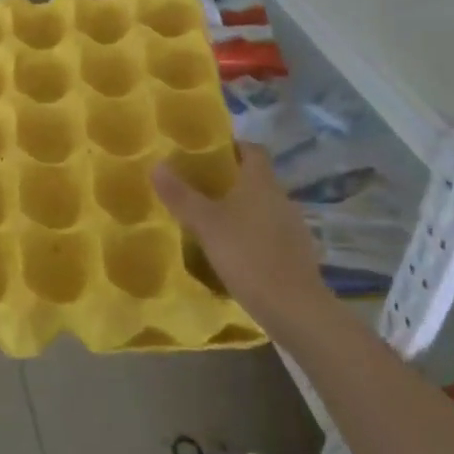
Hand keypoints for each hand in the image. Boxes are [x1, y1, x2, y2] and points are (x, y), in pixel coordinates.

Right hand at [153, 146, 324, 342]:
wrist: (294, 307)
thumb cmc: (248, 255)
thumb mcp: (206, 224)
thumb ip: (181, 195)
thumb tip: (157, 164)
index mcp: (262, 183)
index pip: (253, 149)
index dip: (233, 146)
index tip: (209, 151)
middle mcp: (281, 198)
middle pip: (257, 178)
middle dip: (231, 179)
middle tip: (199, 186)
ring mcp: (293, 226)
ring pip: (263, 206)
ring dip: (242, 208)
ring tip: (212, 219)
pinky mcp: (296, 253)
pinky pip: (270, 232)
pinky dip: (253, 234)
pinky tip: (234, 251)